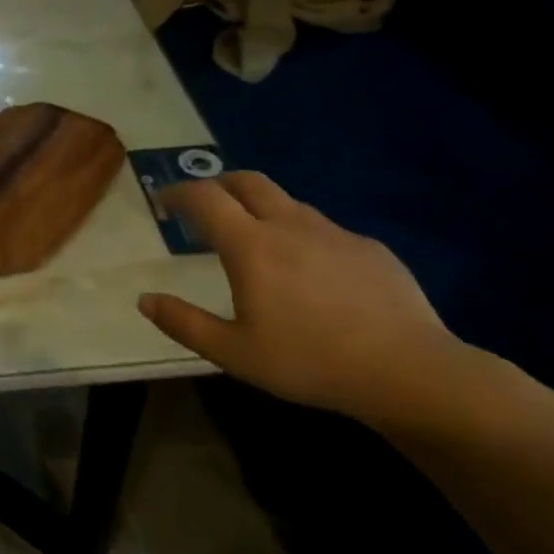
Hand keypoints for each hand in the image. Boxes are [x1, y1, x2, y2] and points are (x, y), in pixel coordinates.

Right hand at [137, 172, 455, 424]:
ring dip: (260, 208)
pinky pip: (324, 230)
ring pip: (287, 203)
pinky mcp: (369, 248)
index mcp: (251, 245)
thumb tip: (145, 300)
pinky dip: (301, 235)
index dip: (179, 193)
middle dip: (218, 184)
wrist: (408, 371)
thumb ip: (184, 323)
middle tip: (204, 206)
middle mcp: (290, 225)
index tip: (164, 200)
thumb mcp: (233, 352)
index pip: (205, 198)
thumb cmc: (309, 361)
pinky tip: (310, 272)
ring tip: (254, 239)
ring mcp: (334, 233)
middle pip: (248, 182)